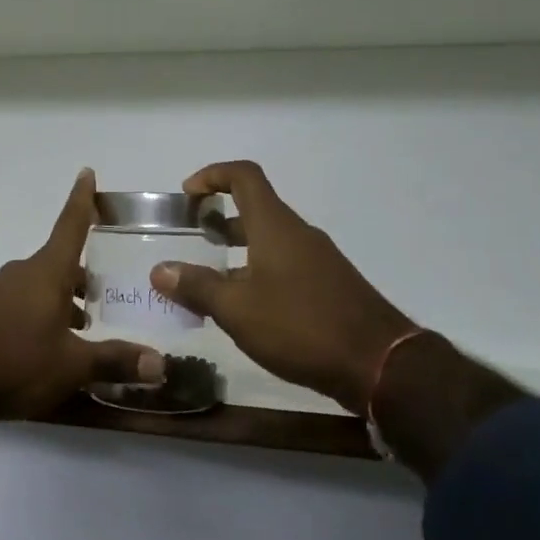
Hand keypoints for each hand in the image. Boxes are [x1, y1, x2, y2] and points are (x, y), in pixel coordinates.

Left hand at [0, 169, 163, 470]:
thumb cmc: (14, 361)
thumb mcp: (70, 366)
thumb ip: (114, 361)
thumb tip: (159, 363)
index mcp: (47, 272)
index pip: (71, 226)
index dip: (82, 200)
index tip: (87, 172)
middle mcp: (24, 274)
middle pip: (61, 264)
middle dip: (86, 276)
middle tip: (113, 292)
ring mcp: (0, 293)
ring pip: (43, 287)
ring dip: (65, 301)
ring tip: (88, 328)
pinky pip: (24, 306)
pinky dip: (44, 316)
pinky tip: (53, 347)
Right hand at [149, 160, 414, 412]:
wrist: (380, 364)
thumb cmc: (301, 326)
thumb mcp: (237, 309)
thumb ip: (197, 287)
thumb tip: (159, 271)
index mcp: (274, 226)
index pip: (244, 176)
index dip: (212, 175)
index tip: (188, 195)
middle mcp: (297, 233)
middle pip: (255, 208)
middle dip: (219, 218)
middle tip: (191, 239)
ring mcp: (317, 259)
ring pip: (269, 240)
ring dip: (237, 249)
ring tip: (209, 280)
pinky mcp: (329, 285)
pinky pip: (285, 264)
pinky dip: (258, 272)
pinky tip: (245, 308)